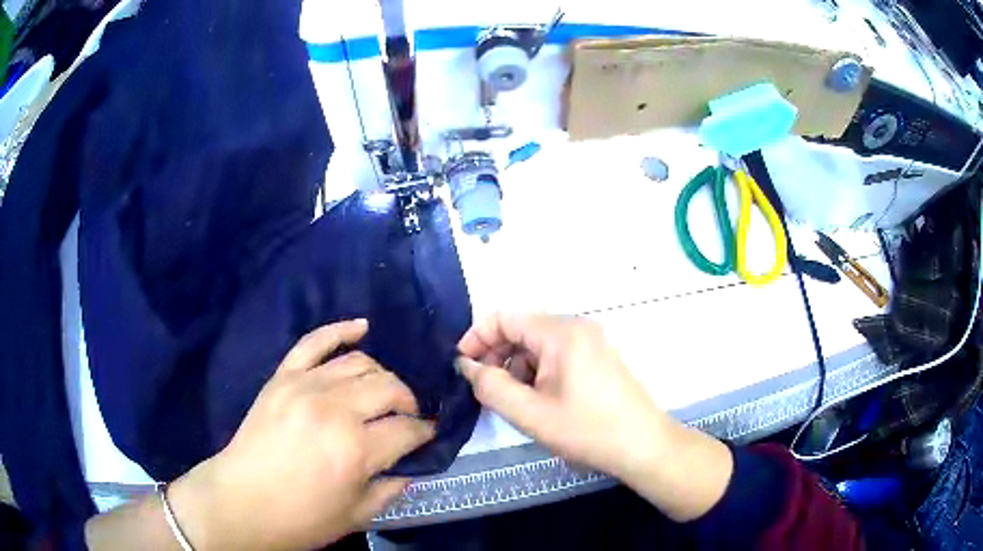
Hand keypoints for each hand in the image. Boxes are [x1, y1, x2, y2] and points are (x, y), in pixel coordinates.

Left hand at [169, 320, 434, 549]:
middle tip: (407, 417)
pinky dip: (340, 330)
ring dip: (381, 375)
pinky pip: (315, 341)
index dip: (425, 432)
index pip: (408, 429)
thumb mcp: (356, 516)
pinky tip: (361, 327)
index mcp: (356, 449)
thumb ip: (391, 488)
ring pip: (360, 362)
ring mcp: (305, 386)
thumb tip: (411, 464)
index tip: (428, 436)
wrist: (241, 501)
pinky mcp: (283, 376)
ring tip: (383, 392)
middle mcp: (335, 409)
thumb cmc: (301, 518)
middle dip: (408, 401)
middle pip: (389, 387)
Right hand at [456, 313, 665, 479]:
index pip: (504, 318)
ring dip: (517, 366)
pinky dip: (538, 371)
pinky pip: (557, 354)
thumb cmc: (587, 430)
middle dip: (496, 355)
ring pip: (538, 344)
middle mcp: (577, 327)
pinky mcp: (598, 357)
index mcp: (561, 332)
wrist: (643, 446)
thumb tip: (467, 366)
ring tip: (511, 400)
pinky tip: (537, 399)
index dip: (476, 338)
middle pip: (522, 329)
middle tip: (483, 389)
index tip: (462, 367)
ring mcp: (591, 341)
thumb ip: (491, 387)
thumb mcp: (530, 414)